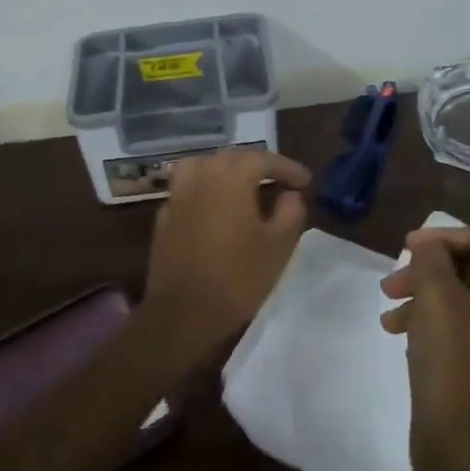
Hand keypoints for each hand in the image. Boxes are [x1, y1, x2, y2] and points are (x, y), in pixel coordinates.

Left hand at [140, 148, 311, 356]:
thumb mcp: (278, 246)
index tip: (305, 181)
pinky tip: (216, 207)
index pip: (263, 159)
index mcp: (230, 177)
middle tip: (280, 181)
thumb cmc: (238, 277)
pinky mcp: (164, 217)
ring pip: (204, 166)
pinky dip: (206, 188)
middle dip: (258, 165)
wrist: (183, 313)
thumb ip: (290, 212)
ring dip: (227, 170)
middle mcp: (201, 177)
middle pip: (232, 157)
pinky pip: (188, 188)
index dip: (287, 167)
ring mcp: (177, 195)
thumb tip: (290, 194)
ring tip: (244, 186)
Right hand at [379, 227, 469, 470]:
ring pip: (461, 298)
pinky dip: (431, 321)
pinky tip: (399, 332)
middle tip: (392, 282)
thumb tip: (431, 247)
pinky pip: (461, 326)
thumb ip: (432, 258)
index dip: (442, 236)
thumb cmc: (452, 357)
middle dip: (427, 270)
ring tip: (389, 312)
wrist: (460, 438)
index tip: (405, 246)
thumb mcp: (436, 295)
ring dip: (422, 296)